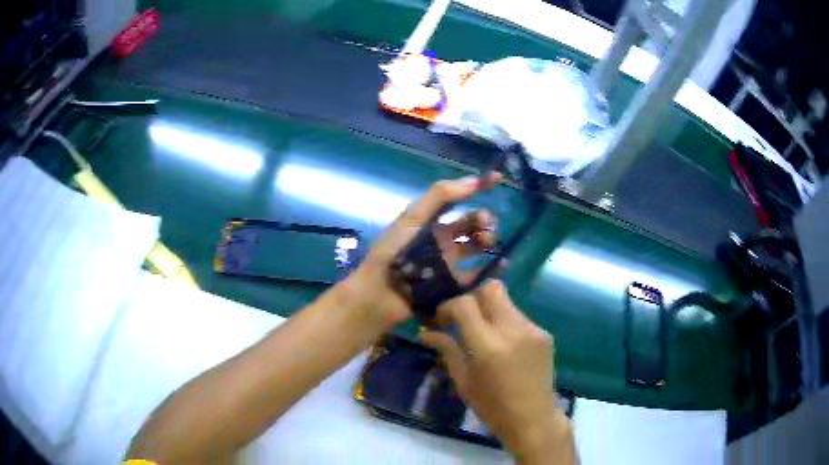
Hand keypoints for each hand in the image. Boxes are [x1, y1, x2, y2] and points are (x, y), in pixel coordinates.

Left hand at [338, 173, 501, 327]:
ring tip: (489, 242)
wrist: (382, 291)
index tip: (497, 179)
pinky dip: (490, 269)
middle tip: (486, 224)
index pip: (457, 200)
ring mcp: (447, 263)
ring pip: (475, 248)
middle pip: (470, 225)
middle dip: (483, 219)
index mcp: (430, 222)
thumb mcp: (413, 217)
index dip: (476, 187)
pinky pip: (476, 275)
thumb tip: (473, 180)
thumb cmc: (394, 251)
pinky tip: (502, 263)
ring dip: (488, 240)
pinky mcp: (452, 285)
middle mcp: (441, 240)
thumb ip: (441, 196)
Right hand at [420, 280, 573, 462]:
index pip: (465, 304)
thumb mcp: (464, 381)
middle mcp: (513, 330)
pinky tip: (504, 346)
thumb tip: (426, 332)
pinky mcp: (545, 334)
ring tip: (485, 335)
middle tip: (464, 317)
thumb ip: (447, 350)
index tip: (442, 319)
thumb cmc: (492, 407)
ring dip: (491, 311)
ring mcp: (533, 330)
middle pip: (492, 288)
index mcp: (488, 346)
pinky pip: (520, 318)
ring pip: (507, 302)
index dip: (448, 306)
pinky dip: (506, 324)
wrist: (533, 419)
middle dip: (473, 297)